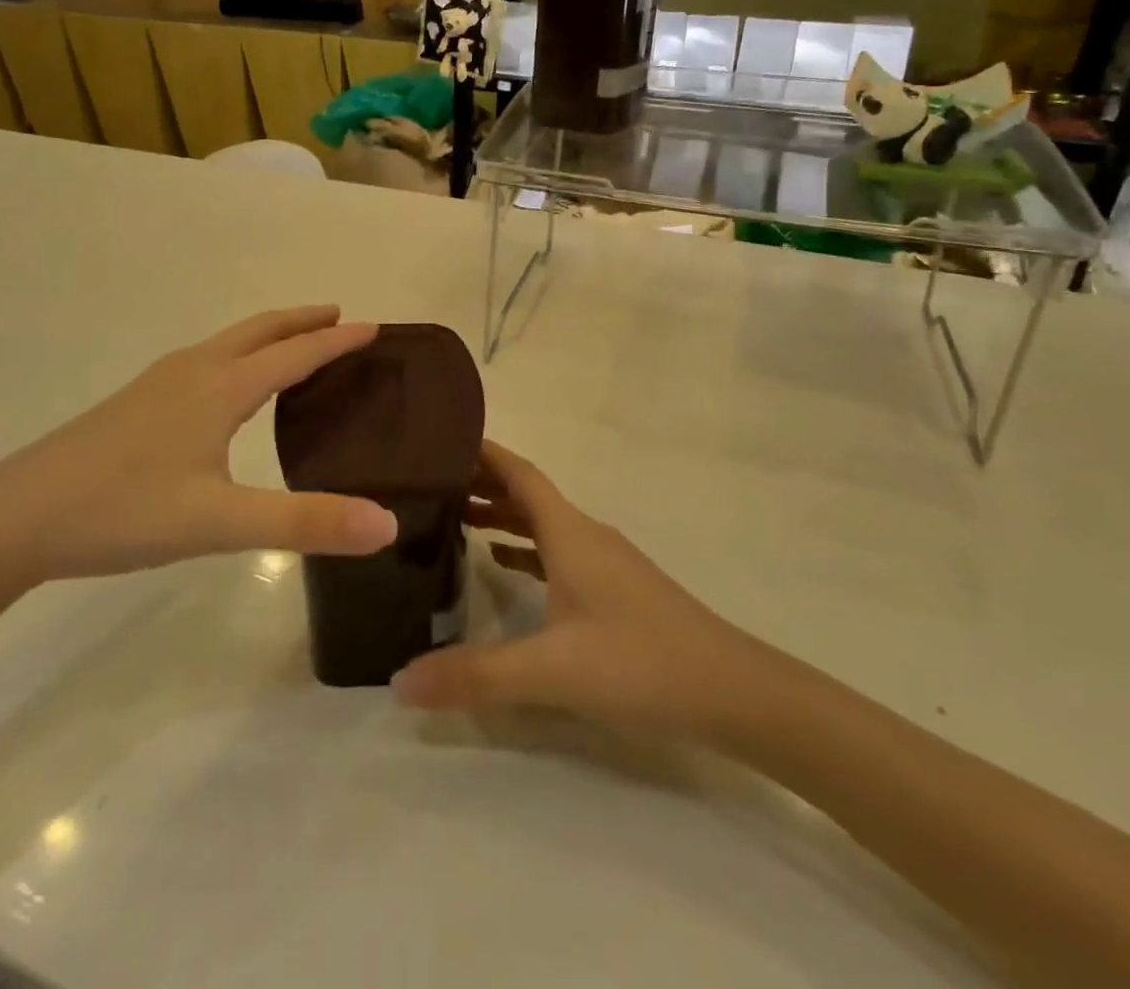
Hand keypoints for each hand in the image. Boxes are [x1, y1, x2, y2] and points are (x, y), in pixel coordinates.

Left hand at [0, 307, 396, 594]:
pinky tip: (226, 390)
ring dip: (268, 336)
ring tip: (294, 347)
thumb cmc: (122, 512)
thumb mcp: (220, 523)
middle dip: (302, 321)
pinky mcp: (134, 404)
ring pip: (227, 343)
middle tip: (340, 317)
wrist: (12, 519)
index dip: (337, 340)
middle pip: (259, 331)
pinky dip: (238, 356)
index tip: (375, 327)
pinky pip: (204, 361)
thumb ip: (306, 523)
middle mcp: (192, 372)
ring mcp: (157, 384)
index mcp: (220, 388)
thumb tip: (387, 524)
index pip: (295, 353)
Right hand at [392, 441, 758, 734]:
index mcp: (569, 532)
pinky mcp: (615, 588)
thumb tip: (398, 680)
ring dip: (502, 514)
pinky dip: (525, 548)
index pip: (519, 473)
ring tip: (455, 518)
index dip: (483, 452)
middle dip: (482, 482)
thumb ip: (475, 675)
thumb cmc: (639, 662)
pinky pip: (558, 551)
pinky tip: (505, 565)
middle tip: (430, 483)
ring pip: (543, 522)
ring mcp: (604, 560)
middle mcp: (585, 534)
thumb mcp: (551, 671)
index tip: (441, 439)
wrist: (731, 690)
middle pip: (527, 493)